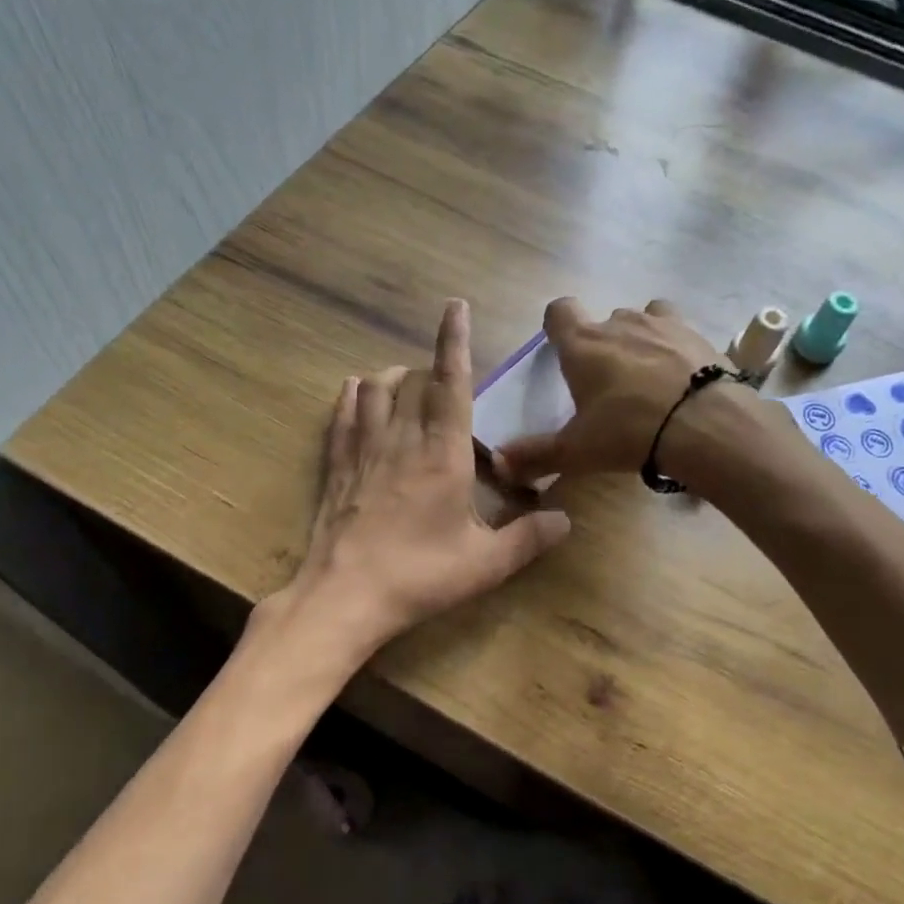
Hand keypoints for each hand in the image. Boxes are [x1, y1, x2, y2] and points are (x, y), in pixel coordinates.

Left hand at [271, 300, 570, 663]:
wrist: (343, 597)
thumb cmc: (419, 576)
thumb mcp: (485, 564)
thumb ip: (529, 538)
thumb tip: (567, 520)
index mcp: (442, 454)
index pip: (451, 384)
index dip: (455, 342)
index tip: (455, 306)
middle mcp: (401, 440)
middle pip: (412, 382)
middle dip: (428, 368)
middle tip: (443, 379)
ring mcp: (364, 450)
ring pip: (374, 390)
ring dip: (391, 378)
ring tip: (404, 382)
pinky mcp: (336, 466)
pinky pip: (342, 416)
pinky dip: (352, 397)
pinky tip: (355, 391)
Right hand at [494, 297, 742, 484]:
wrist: (704, 424)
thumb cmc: (628, 431)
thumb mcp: (577, 450)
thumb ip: (536, 454)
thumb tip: (497, 463)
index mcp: (583, 344)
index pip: (559, 311)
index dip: (557, 325)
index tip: (561, 347)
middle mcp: (619, 323)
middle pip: (603, 321)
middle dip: (602, 344)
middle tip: (607, 383)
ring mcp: (661, 324)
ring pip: (642, 319)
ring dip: (639, 340)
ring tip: (647, 376)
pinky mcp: (696, 334)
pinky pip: (677, 330)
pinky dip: (674, 346)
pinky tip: (680, 374)